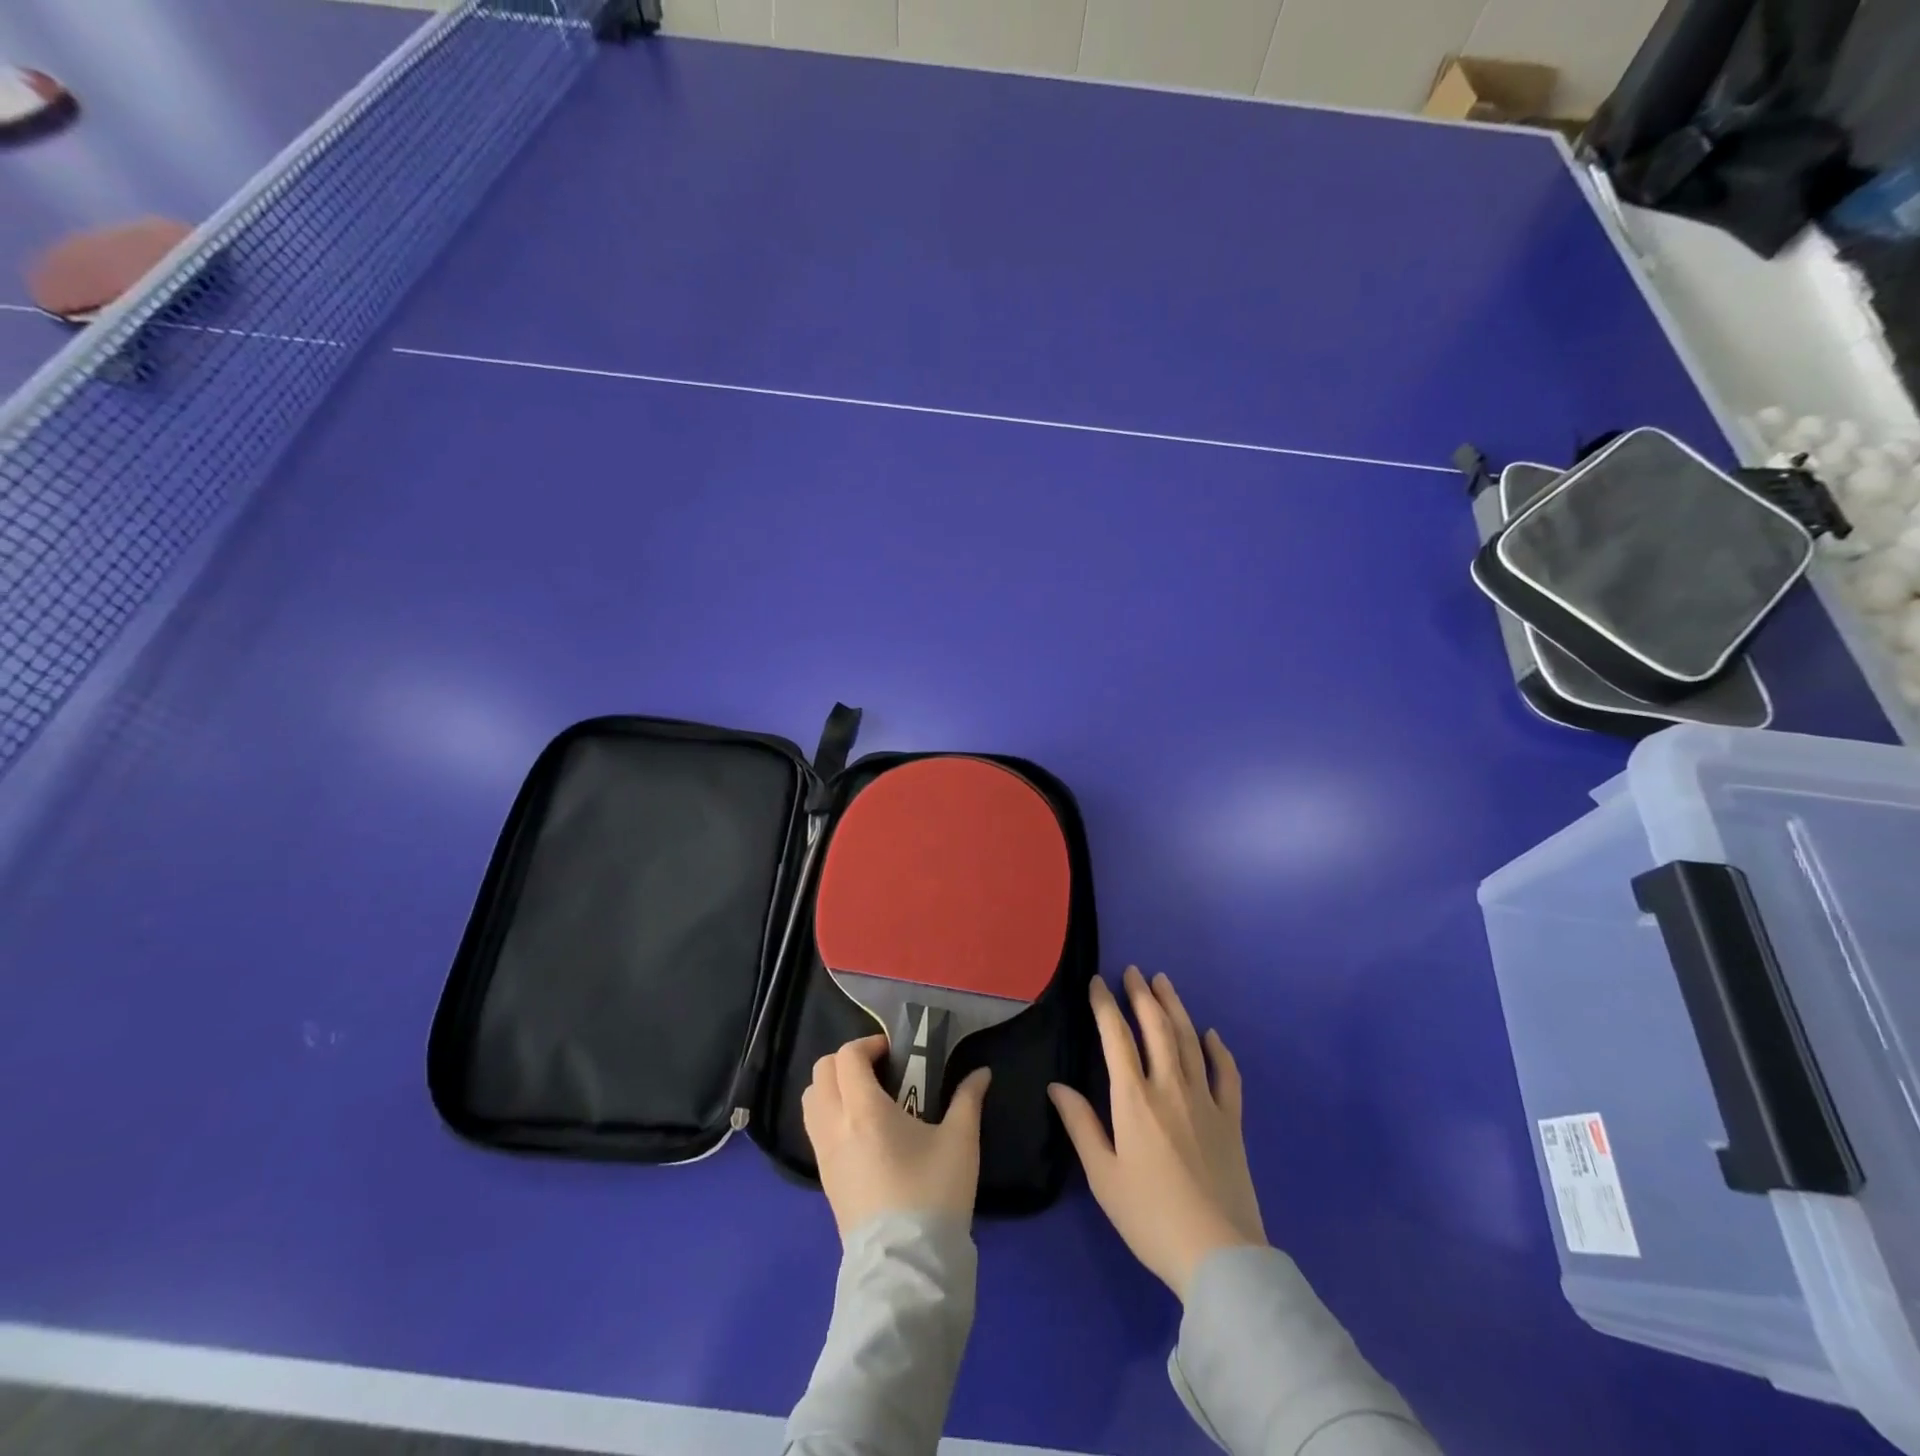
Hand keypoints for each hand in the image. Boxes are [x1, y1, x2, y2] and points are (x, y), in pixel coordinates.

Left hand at [802, 1034, 993, 1240]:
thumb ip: (968, 1099)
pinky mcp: (824, 1179)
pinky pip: (814, 1128)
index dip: (869, 1045)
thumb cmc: (933, 1194)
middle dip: (848, 1061)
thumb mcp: (960, 1141)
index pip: (847, 1057)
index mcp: (864, 1110)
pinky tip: (862, 1131)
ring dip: (833, 1086)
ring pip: (811, 1100)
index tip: (894, 1054)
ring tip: (867, 1098)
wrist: (906, 1267)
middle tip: (880, 1070)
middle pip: (821, 1071)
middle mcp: (835, 1125)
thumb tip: (981, 1073)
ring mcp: (824, 1154)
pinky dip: (829, 1113)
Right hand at [1049, 967, 1265, 1298]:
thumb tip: (1056, 1086)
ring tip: (1164, 983)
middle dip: (1142, 995)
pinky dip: (1219, 1050)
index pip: (1116, 1037)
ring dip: (1175, 1007)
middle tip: (1133, 971)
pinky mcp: (1231, 1119)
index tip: (1097, 982)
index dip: (1105, 1005)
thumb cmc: (1149, 1216)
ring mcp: (1205, 1100)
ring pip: (1189, 1040)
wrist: (1217, 1254)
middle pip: (1156, 1027)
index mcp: (1133, 1098)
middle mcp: (1170, 1087)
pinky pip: (1226, 1074)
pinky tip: (1212, 1034)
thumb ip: (1080, 1125)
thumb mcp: (1103, 1175)